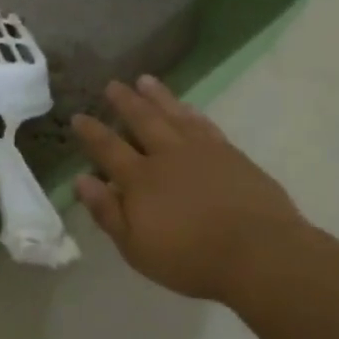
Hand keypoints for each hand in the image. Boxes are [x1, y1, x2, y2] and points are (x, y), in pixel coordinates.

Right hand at [72, 77, 304, 303]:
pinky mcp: (231, 155)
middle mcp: (167, 156)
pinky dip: (191, 113)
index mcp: (139, 179)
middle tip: (113, 84)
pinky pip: (205, 125)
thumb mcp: (136, 247)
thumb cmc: (190, 258)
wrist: (259, 254)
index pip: (108, 148)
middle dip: (125, 102)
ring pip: (174, 115)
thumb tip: (81, 180)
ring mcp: (202, 152)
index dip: (91, 132)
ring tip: (145, 81)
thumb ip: (107, 212)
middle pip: (142, 121)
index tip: (78, 116)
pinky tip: (187, 108)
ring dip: (158, 97)